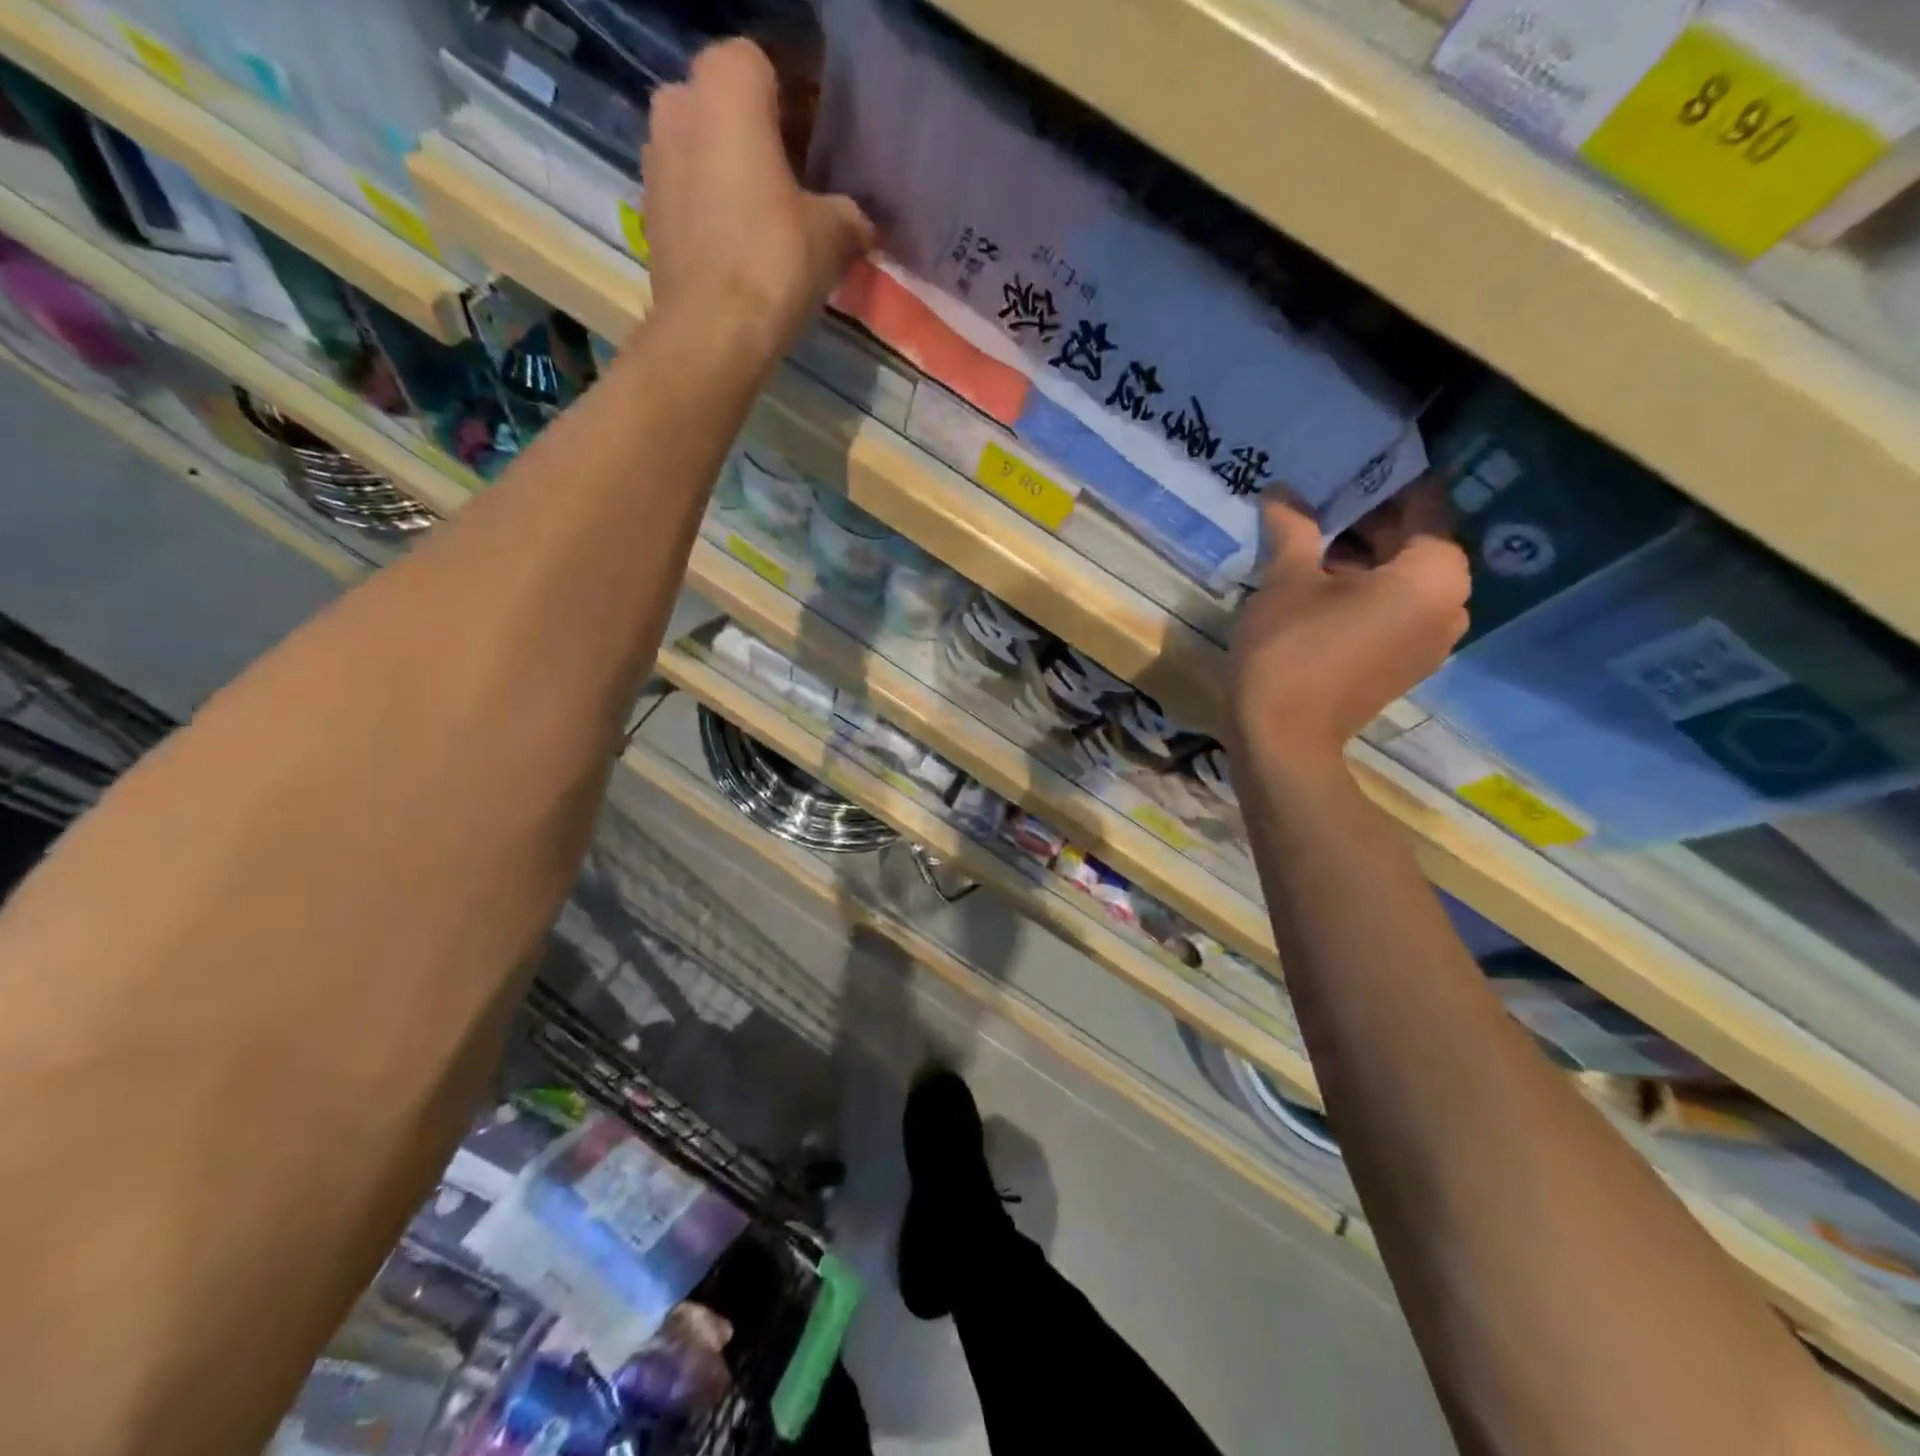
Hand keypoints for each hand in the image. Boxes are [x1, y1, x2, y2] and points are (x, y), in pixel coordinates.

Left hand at [640, 39, 874, 355]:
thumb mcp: (834, 236)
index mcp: (728, 86)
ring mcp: (655, 157)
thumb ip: (850, 215)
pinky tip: (742, 246)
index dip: (797, 104)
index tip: (820, 146)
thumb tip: (862, 223)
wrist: (712, 332)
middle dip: (760, 137)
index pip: (766, 66)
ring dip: (733, 173)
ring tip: (771, 220)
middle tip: (799, 183)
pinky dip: (712, 208)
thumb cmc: (775, 263)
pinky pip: (689, 192)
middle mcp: (680, 104)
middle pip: (729, 106)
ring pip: (704, 149)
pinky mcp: (649, 210)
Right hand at [1228, 495, 1468, 771]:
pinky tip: (1316, 588)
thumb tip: (1283, 490)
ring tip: (1307, 545)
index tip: (1341, 466)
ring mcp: (1431, 639)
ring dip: (1360, 558)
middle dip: (1365, 520)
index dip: (1379, 479)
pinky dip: (1363, 593)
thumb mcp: (1287, 580)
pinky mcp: (1405, 664)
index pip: (1422, 501)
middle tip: (1314, 503)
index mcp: (1435, 573)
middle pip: (1413, 541)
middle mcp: (1451, 603)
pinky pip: (1394, 610)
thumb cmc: (1291, 650)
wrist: (1284, 739)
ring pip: (1401, 578)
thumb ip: (1293, 528)